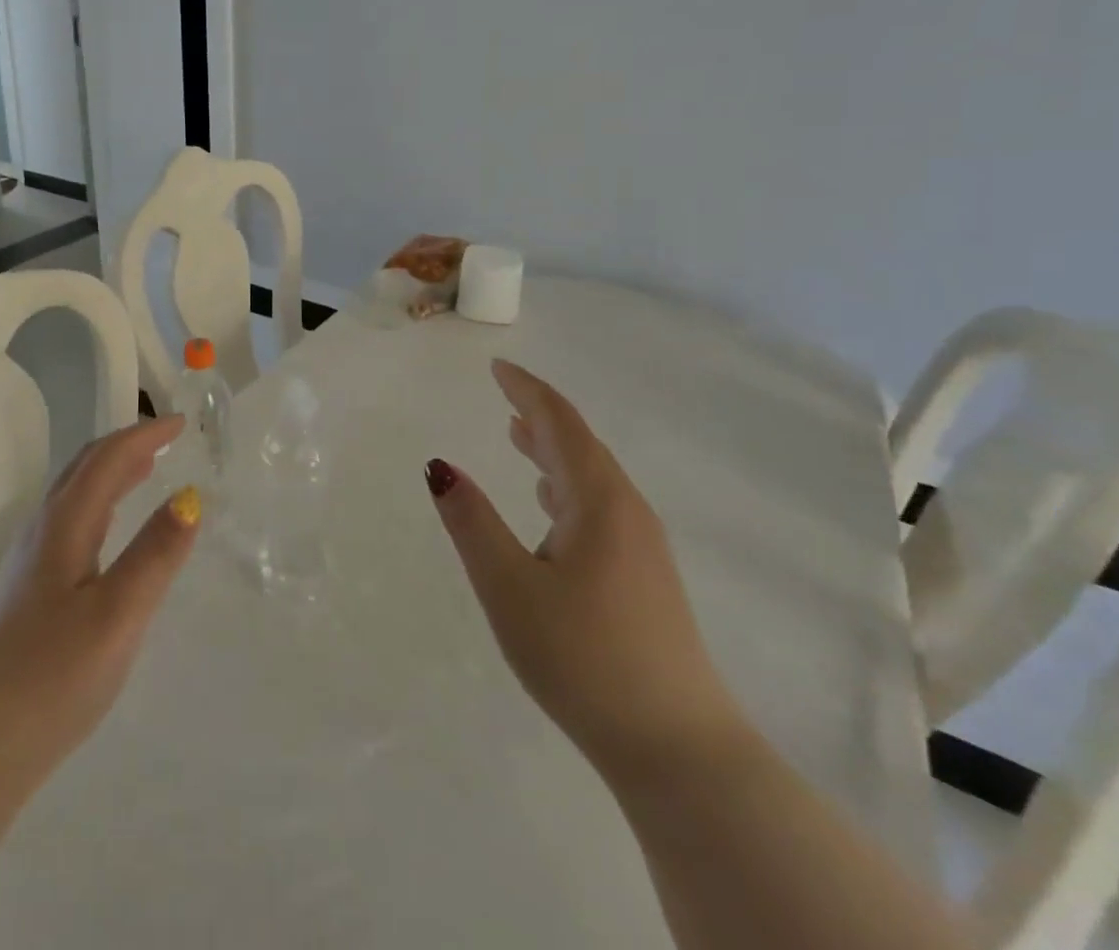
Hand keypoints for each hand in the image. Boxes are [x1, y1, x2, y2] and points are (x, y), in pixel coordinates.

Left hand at [0, 415, 200, 792]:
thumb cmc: (52, 676)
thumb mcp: (118, 614)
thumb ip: (156, 553)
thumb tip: (191, 497)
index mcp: (65, 522)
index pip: (108, 458)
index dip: (145, 435)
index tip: (181, 424)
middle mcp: (44, 528)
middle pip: (86, 466)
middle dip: (128, 444)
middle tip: (167, 438)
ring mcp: (31, 558)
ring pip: (76, 492)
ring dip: (112, 470)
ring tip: (147, 468)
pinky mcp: (29, 588)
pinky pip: (72, 518)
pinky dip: (101, 500)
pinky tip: (111, 528)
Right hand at [425, 360, 747, 782]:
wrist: (679, 751)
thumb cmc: (584, 658)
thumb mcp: (509, 587)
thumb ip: (471, 522)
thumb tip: (438, 466)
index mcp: (598, 501)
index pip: (559, 424)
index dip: (526, 390)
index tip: (496, 368)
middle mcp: (626, 512)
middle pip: (580, 446)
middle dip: (539, 416)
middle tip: (503, 395)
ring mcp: (642, 548)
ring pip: (591, 478)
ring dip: (553, 450)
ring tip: (518, 436)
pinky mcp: (644, 579)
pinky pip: (599, 507)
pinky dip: (566, 486)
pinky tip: (550, 505)